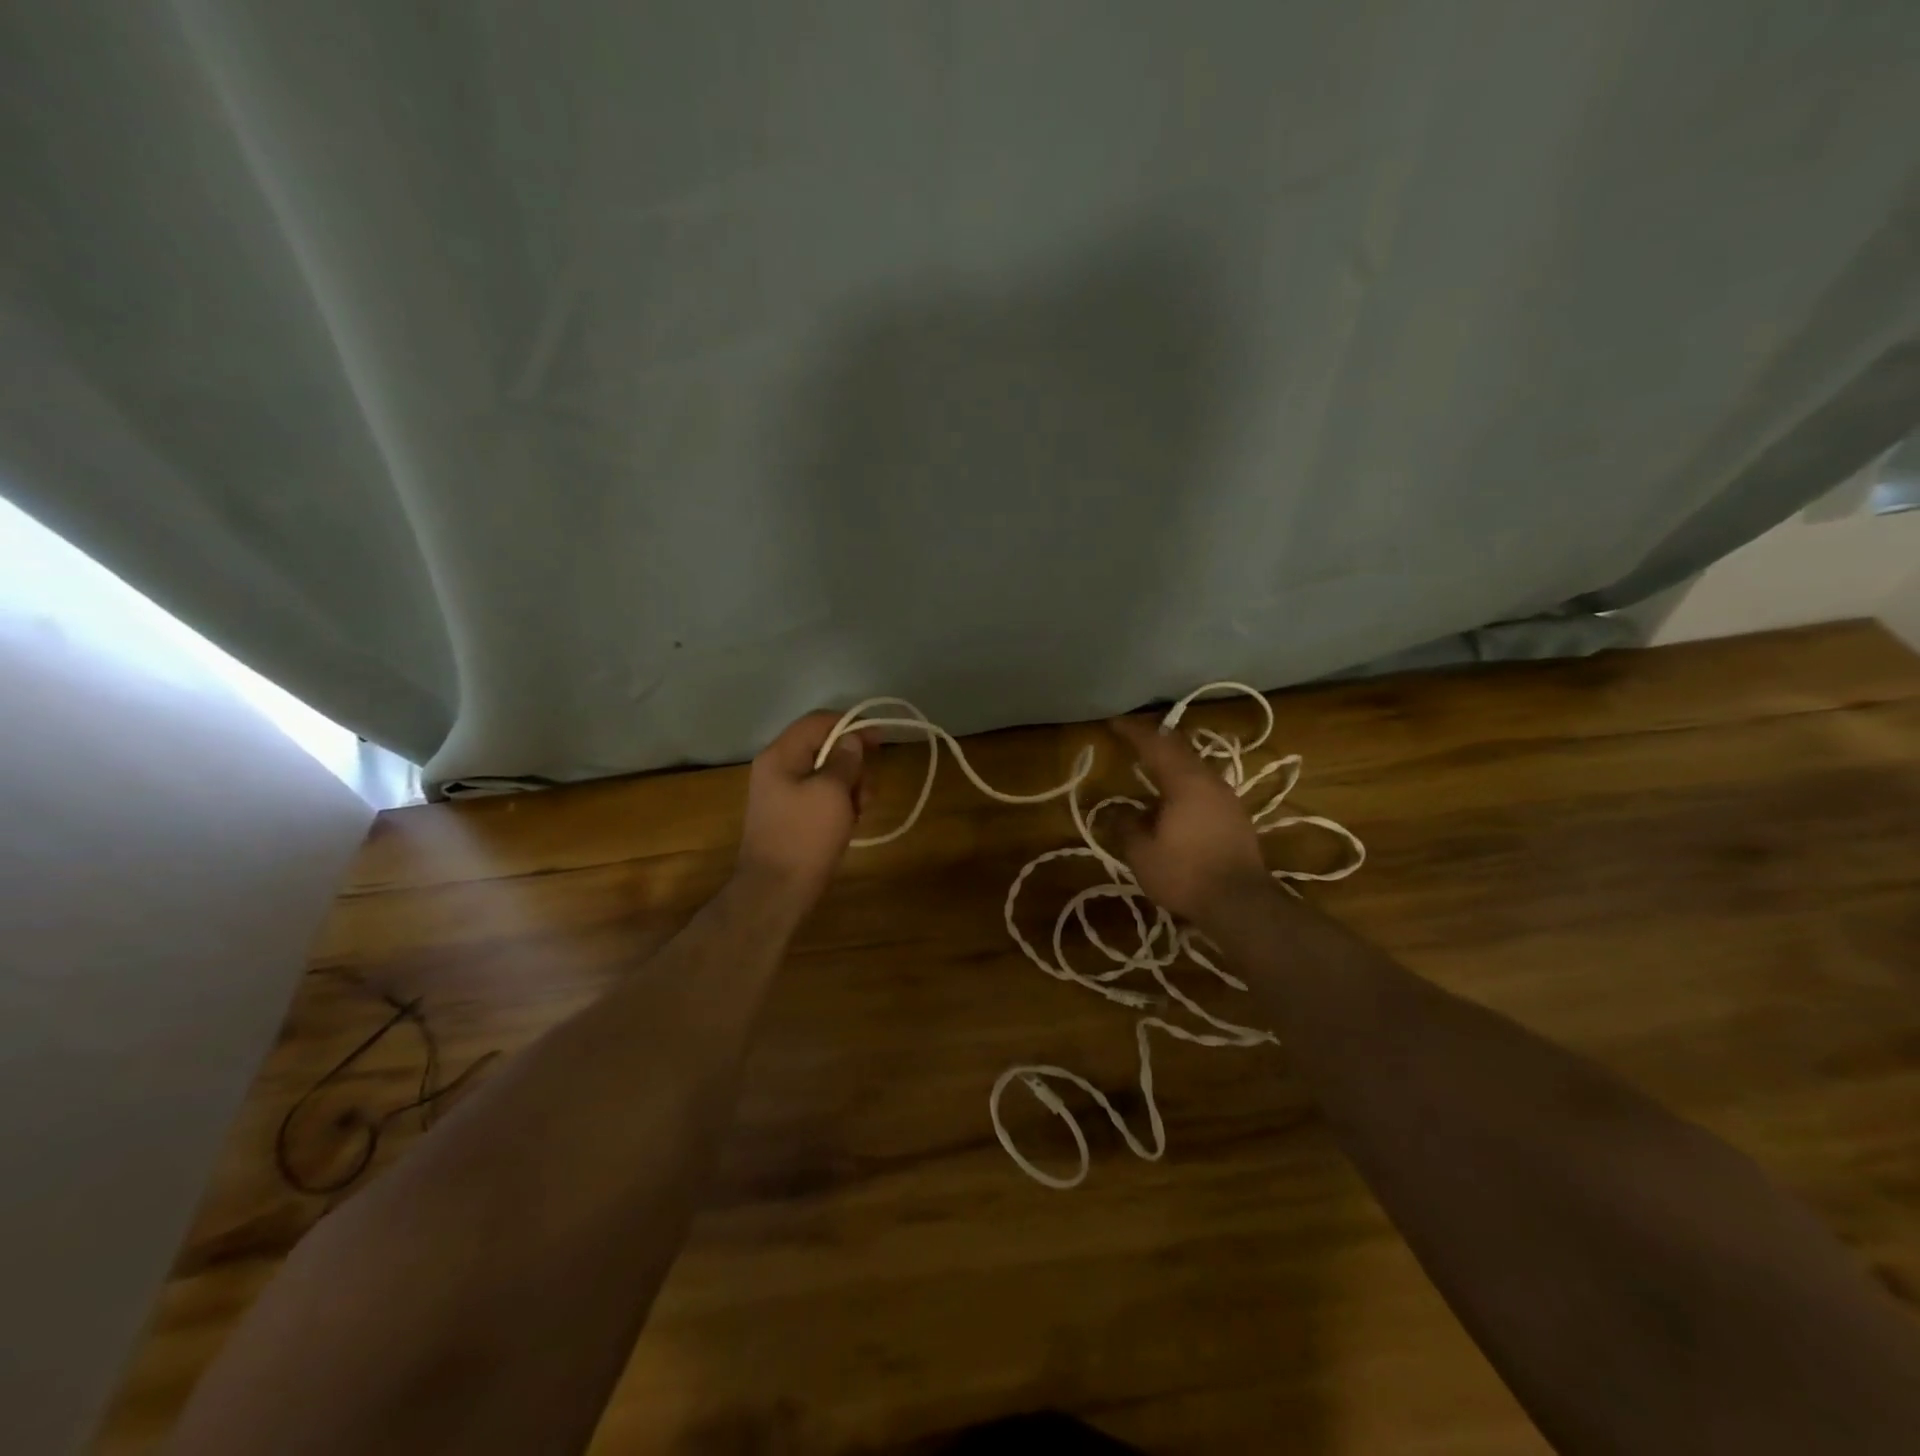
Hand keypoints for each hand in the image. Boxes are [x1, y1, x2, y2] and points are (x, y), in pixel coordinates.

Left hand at [735, 711, 873, 906]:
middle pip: (824, 748)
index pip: (818, 721)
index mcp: (780, 755)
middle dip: (853, 765)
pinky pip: (820, 797)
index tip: (881, 741)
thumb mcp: (832, 792)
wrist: (776, 892)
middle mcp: (778, 769)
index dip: (852, 725)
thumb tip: (851, 740)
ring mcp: (783, 794)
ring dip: (850, 787)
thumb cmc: (805, 837)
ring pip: (826, 775)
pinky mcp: (791, 817)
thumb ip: (845, 759)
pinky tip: (849, 824)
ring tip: (860, 813)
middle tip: (868, 791)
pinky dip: (839, 804)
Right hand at [1106, 716, 1272, 921]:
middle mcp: (1209, 781)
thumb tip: (1115, 813)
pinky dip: (1183, 782)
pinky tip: (1173, 799)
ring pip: (1195, 767)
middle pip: (1180, 749)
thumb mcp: (1142, 854)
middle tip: (1132, 739)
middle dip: (1154, 741)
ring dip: (1171, 763)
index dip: (1133, 732)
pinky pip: (1204, 786)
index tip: (1114, 723)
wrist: (1241, 904)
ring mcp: (1227, 798)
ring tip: (1150, 768)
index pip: (1155, 744)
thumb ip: (1126, 828)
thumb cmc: (1186, 874)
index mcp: (1185, 782)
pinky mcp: (1236, 817)